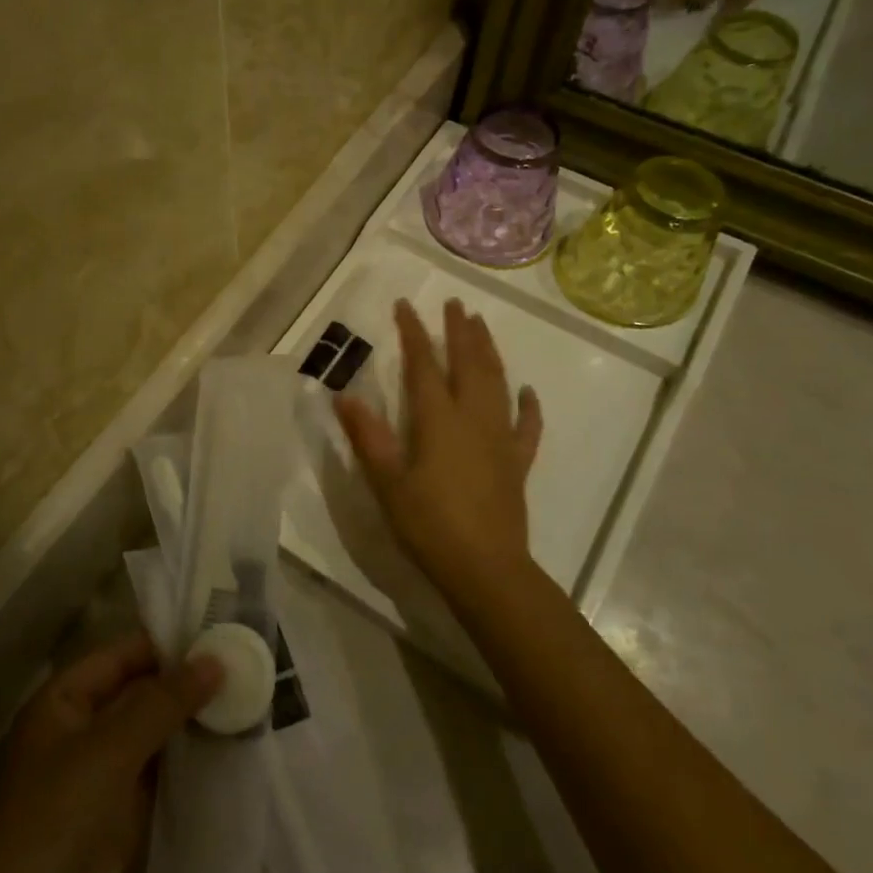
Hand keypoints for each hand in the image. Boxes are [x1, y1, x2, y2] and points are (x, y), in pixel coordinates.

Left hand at [0, 635, 222, 872]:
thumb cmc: (57, 822)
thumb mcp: (110, 751)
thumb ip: (162, 702)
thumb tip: (214, 660)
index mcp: (61, 702)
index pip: (118, 655)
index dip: (163, 643)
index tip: (217, 631)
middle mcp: (78, 731)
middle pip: (136, 692)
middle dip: (182, 682)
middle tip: (241, 665)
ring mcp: (98, 776)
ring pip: (150, 733)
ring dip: (189, 720)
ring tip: (243, 698)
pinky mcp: (117, 816)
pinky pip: (156, 773)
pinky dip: (186, 759)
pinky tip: (225, 746)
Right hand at [332, 299, 542, 603]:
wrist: (485, 568)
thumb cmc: (428, 524)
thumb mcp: (387, 482)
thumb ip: (368, 437)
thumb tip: (344, 396)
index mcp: (438, 420)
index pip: (423, 365)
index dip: (414, 333)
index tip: (406, 305)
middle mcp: (473, 419)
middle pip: (468, 364)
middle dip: (460, 331)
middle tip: (455, 303)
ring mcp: (500, 439)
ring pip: (497, 383)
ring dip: (489, 352)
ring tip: (482, 326)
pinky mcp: (517, 463)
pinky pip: (526, 427)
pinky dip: (528, 406)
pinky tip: (528, 392)